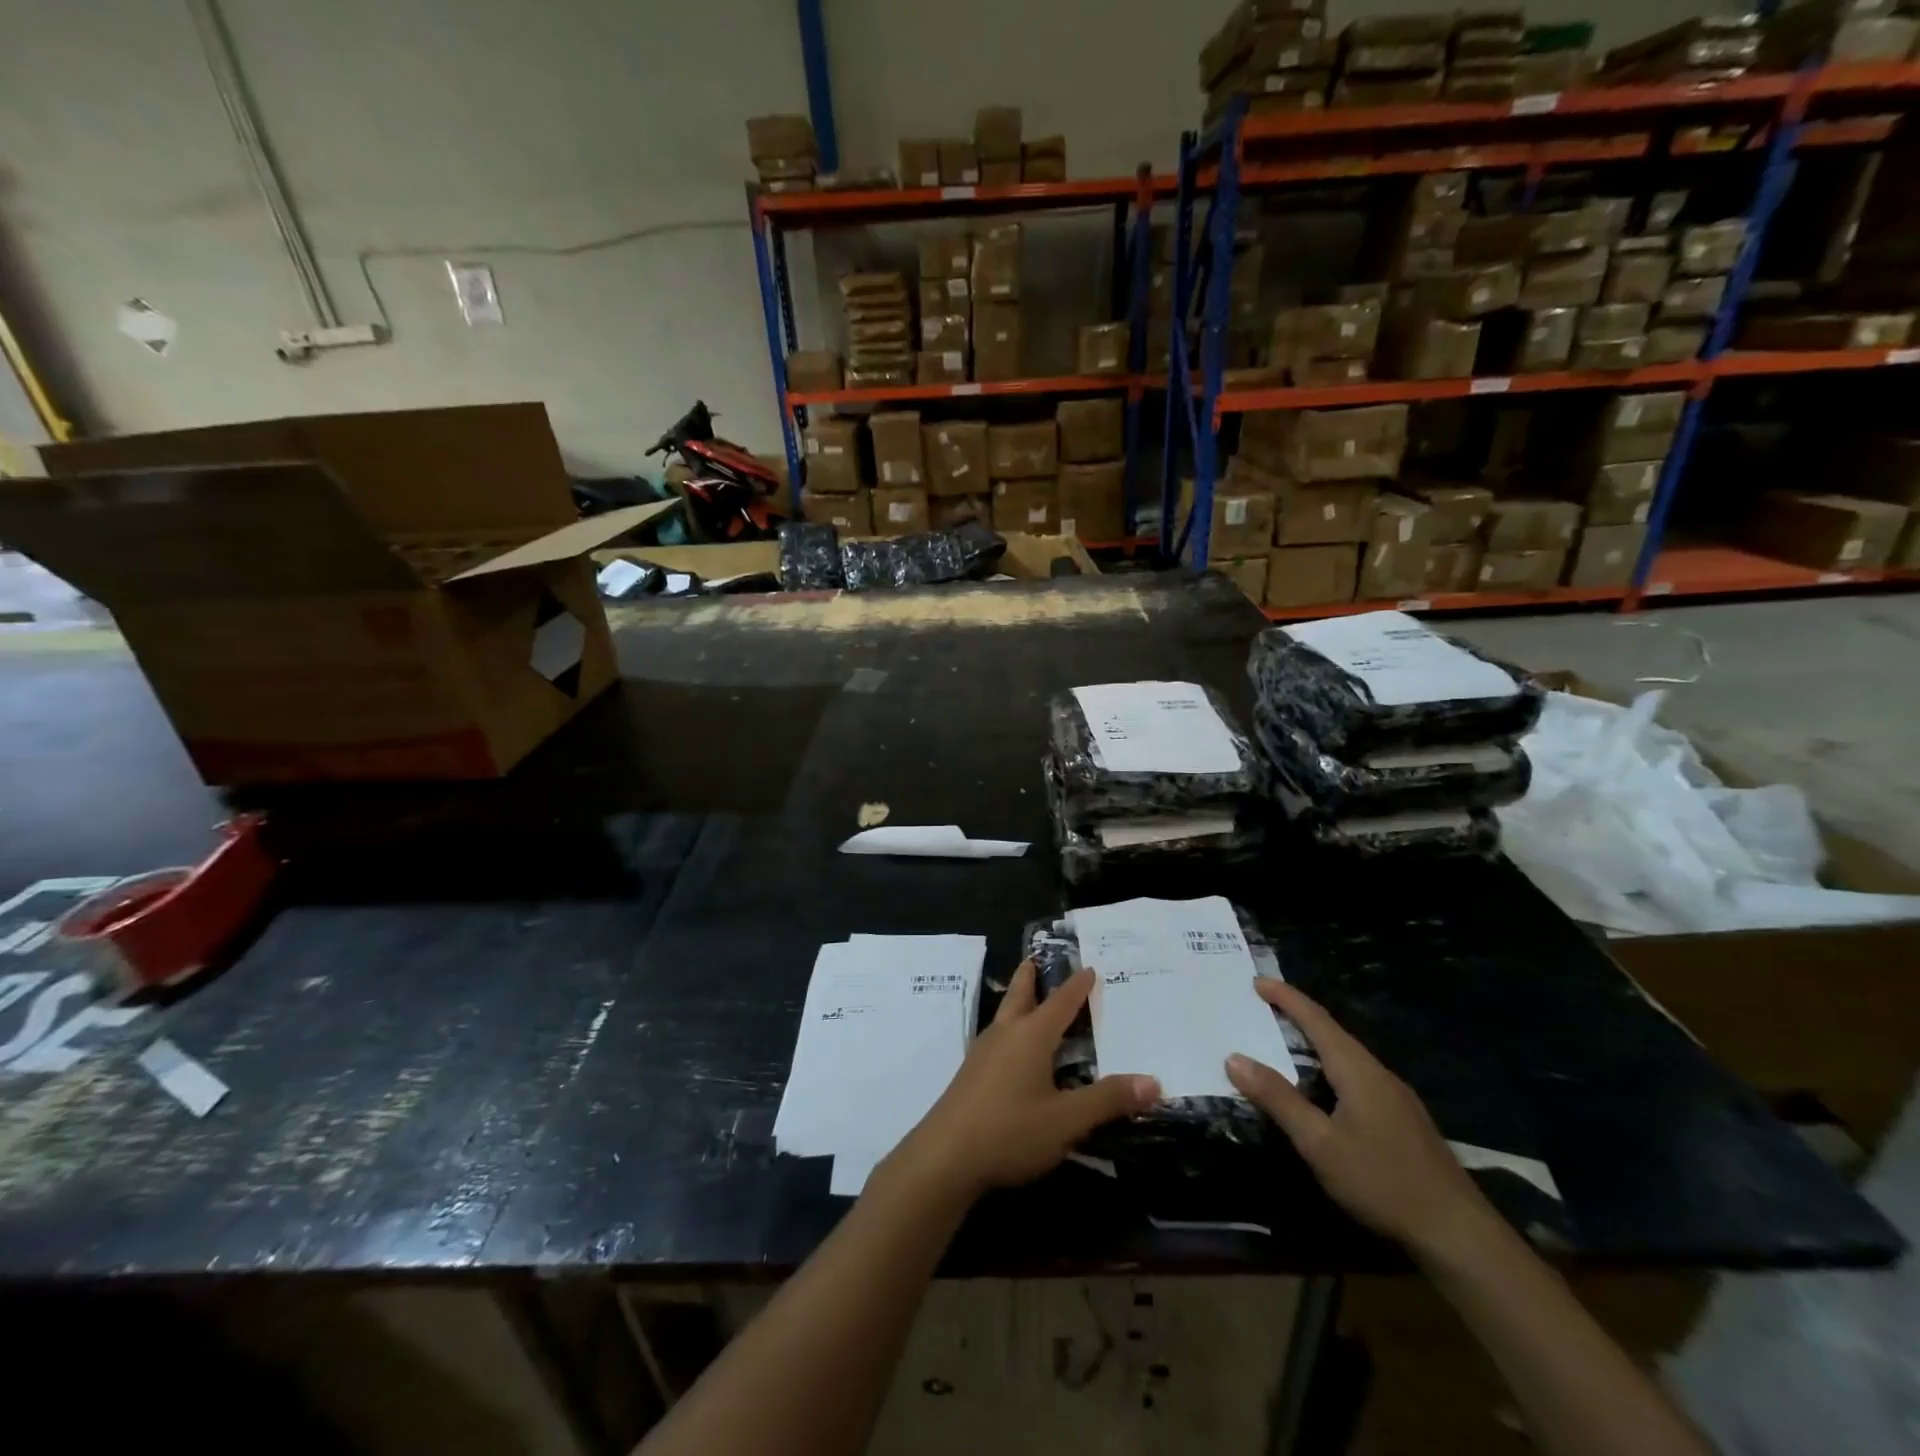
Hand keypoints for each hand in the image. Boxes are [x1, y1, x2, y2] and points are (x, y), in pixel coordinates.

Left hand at [889, 961, 1159, 1202]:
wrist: (945, 1157)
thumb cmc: (1010, 1130)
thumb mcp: (1067, 1119)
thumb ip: (1108, 1100)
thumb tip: (1153, 1081)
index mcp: (1031, 1035)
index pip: (1061, 1002)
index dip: (1077, 986)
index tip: (1089, 967)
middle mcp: (1005, 1034)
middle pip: (1020, 994)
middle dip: (1031, 977)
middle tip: (1037, 958)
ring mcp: (983, 1053)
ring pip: (1005, 1015)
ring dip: (1018, 1001)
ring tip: (1029, 999)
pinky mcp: (971, 1074)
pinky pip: (997, 1038)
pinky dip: (1010, 1029)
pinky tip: (1013, 1051)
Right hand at [1226, 979, 1488, 1254]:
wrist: (1458, 1234)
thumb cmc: (1382, 1181)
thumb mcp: (1319, 1143)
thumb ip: (1278, 1098)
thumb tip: (1234, 1058)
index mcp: (1357, 1069)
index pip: (1316, 1019)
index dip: (1286, 997)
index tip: (1256, 980)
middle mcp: (1378, 1073)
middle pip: (1333, 1032)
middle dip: (1297, 1015)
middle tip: (1263, 1006)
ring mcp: (1395, 1097)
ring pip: (1347, 1055)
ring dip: (1314, 1041)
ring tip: (1283, 1040)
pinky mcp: (1402, 1119)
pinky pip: (1356, 1076)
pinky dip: (1329, 1066)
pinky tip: (1321, 1086)